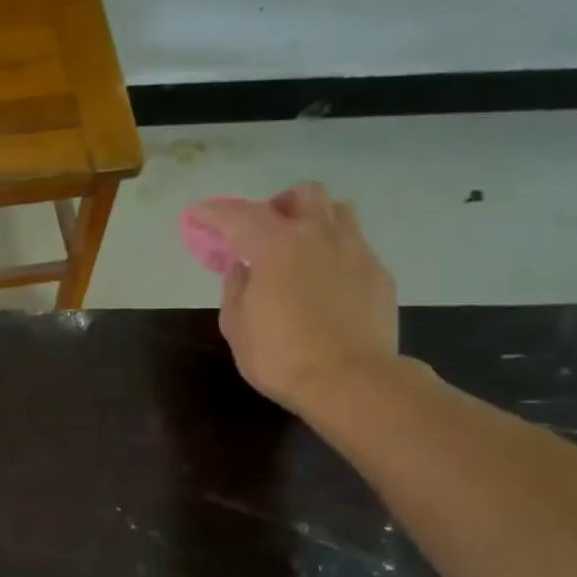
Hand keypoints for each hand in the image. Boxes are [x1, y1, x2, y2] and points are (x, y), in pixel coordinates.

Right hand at [183, 184, 398, 413]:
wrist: (351, 381)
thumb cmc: (281, 357)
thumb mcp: (237, 326)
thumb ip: (236, 288)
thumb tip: (242, 268)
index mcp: (276, 245)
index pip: (238, 215)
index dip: (214, 212)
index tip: (198, 215)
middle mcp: (319, 236)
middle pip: (302, 195)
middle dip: (277, 206)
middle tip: (263, 234)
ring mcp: (355, 251)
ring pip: (337, 212)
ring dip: (314, 221)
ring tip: (300, 250)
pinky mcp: (378, 273)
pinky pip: (354, 246)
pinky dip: (334, 253)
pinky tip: (326, 283)